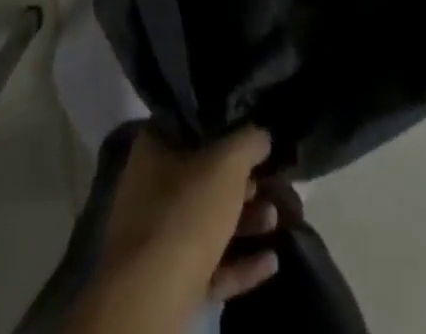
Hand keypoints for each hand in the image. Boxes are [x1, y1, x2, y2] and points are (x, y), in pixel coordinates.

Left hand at [95, 126, 283, 322]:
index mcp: (154, 148)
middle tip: (270, 181)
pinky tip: (271, 262)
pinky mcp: (170, 280)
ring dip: (245, 222)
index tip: (254, 134)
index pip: (192, 126)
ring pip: (209, 222)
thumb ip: (249, 142)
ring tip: (275, 219)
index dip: (226, 127)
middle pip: (204, 176)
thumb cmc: (185, 212)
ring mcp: (158, 237)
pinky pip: (210, 264)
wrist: (151, 299)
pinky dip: (239, 263)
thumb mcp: (226, 163)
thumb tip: (262, 135)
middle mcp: (150, 187)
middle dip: (242, 182)